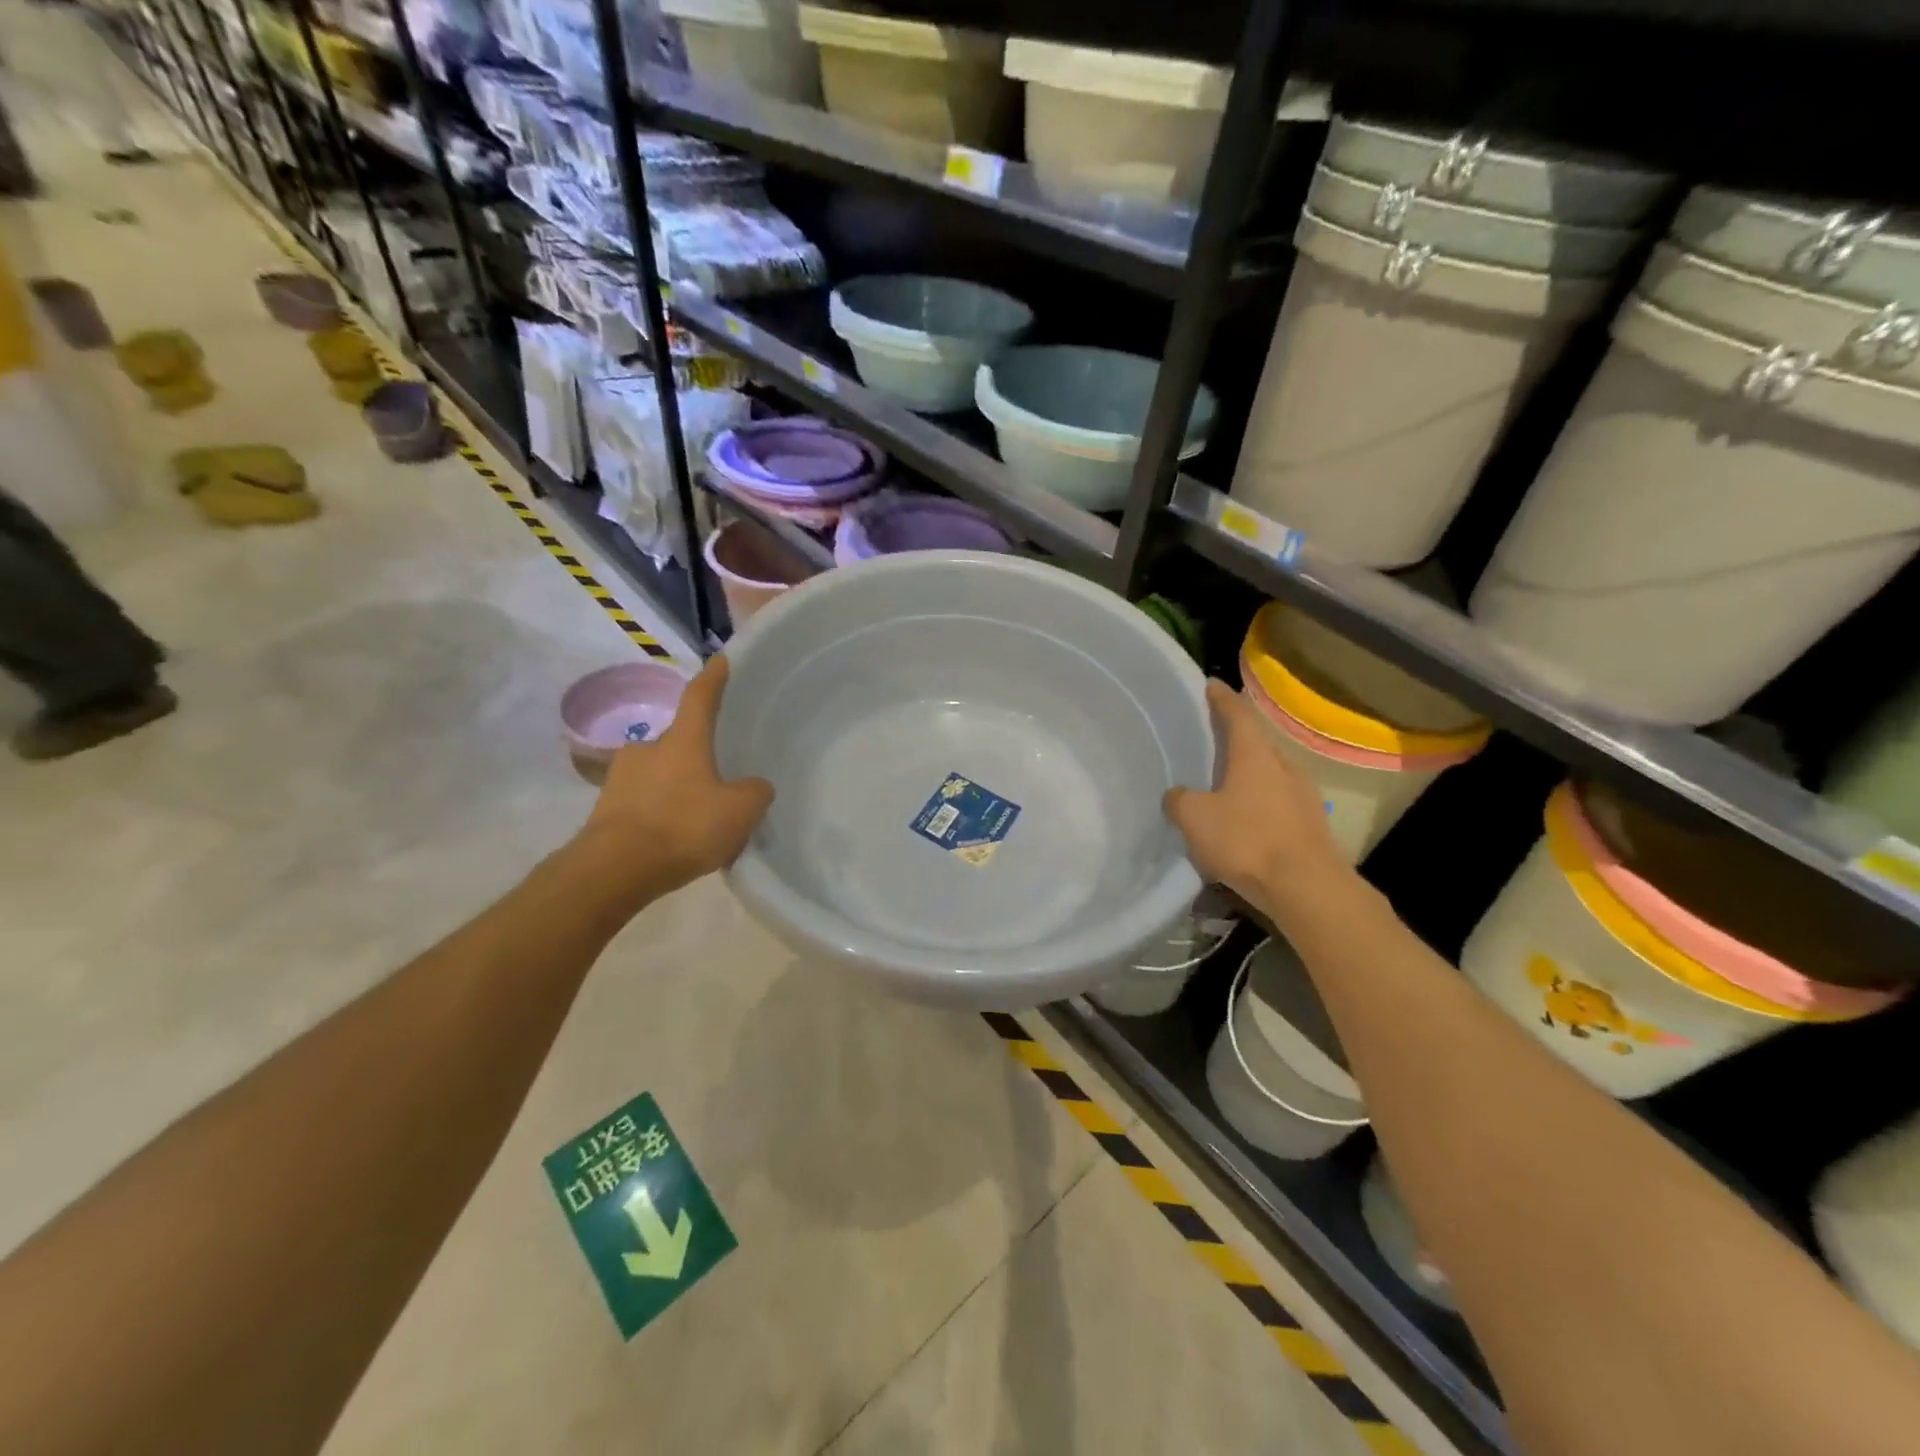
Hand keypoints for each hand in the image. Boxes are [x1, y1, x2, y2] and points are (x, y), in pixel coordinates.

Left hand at [577, 655, 773, 896]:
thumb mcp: (740, 811)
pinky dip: (661, 813)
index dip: (714, 678)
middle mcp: (648, 750)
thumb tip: (754, 786)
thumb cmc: (683, 826)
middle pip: (679, 742)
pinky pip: (644, 804)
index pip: (701, 698)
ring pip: (660, 775)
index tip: (720, 660)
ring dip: (678, 787)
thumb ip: (755, 792)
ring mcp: (621, 779)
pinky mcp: (606, 810)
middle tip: (719, 778)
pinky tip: (675, 839)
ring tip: (699, 817)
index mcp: (683, 741)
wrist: (614, 870)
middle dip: (697, 755)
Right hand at [1164, 679, 1346, 913]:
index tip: (1211, 685)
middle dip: (1235, 736)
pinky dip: (1259, 800)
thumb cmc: (1248, 840)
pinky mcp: (1310, 824)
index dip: (1222, 698)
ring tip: (1224, 780)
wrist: (1307, 887)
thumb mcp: (1195, 818)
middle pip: (1257, 742)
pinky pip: (1278, 801)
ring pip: (1270, 773)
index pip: (1237, 714)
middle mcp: (1284, 766)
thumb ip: (1179, 800)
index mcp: (1255, 755)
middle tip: (1211, 736)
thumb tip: (1177, 795)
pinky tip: (1244, 818)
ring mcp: (1303, 795)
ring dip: (1249, 772)